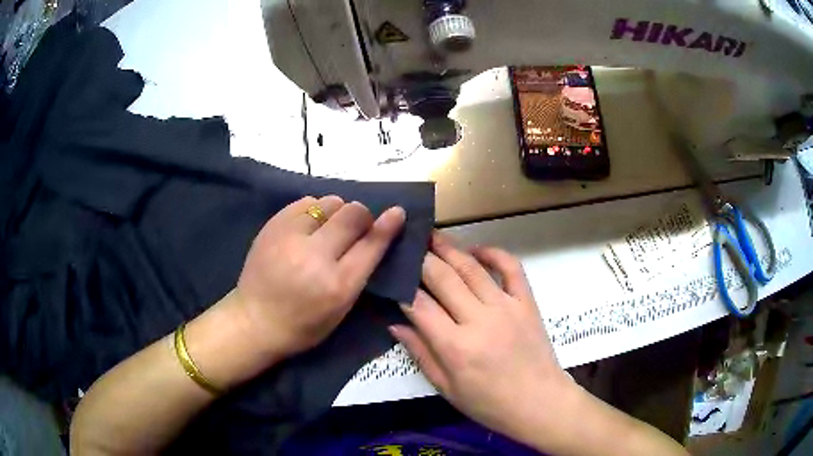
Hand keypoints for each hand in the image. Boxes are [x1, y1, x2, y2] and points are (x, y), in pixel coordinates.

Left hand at [233, 195, 404, 361]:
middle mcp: (316, 256)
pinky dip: (315, 210)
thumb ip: (360, 272)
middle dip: (362, 217)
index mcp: (337, 285)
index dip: (388, 225)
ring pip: (330, 202)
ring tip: (328, 229)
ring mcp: (290, 236)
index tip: (397, 212)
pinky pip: (306, 202)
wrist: (255, 320)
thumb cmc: (304, 324)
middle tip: (356, 228)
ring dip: (338, 212)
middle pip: (352, 214)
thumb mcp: (341, 309)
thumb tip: (376, 235)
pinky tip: (309, 226)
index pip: (371, 244)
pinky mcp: (273, 225)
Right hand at [390, 231, 572, 440]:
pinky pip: (511, 268)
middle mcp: (480, 320)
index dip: (402, 288)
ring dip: (450, 248)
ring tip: (432, 235)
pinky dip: (494, 253)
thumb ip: (421, 354)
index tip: (392, 275)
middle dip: (422, 259)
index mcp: (456, 347)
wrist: (539, 403)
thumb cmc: (489, 403)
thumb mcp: (447, 388)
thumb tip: (395, 323)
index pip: (420, 306)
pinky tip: (476, 249)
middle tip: (408, 245)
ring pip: (472, 268)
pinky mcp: (527, 302)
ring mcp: (507, 307)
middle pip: (443, 279)